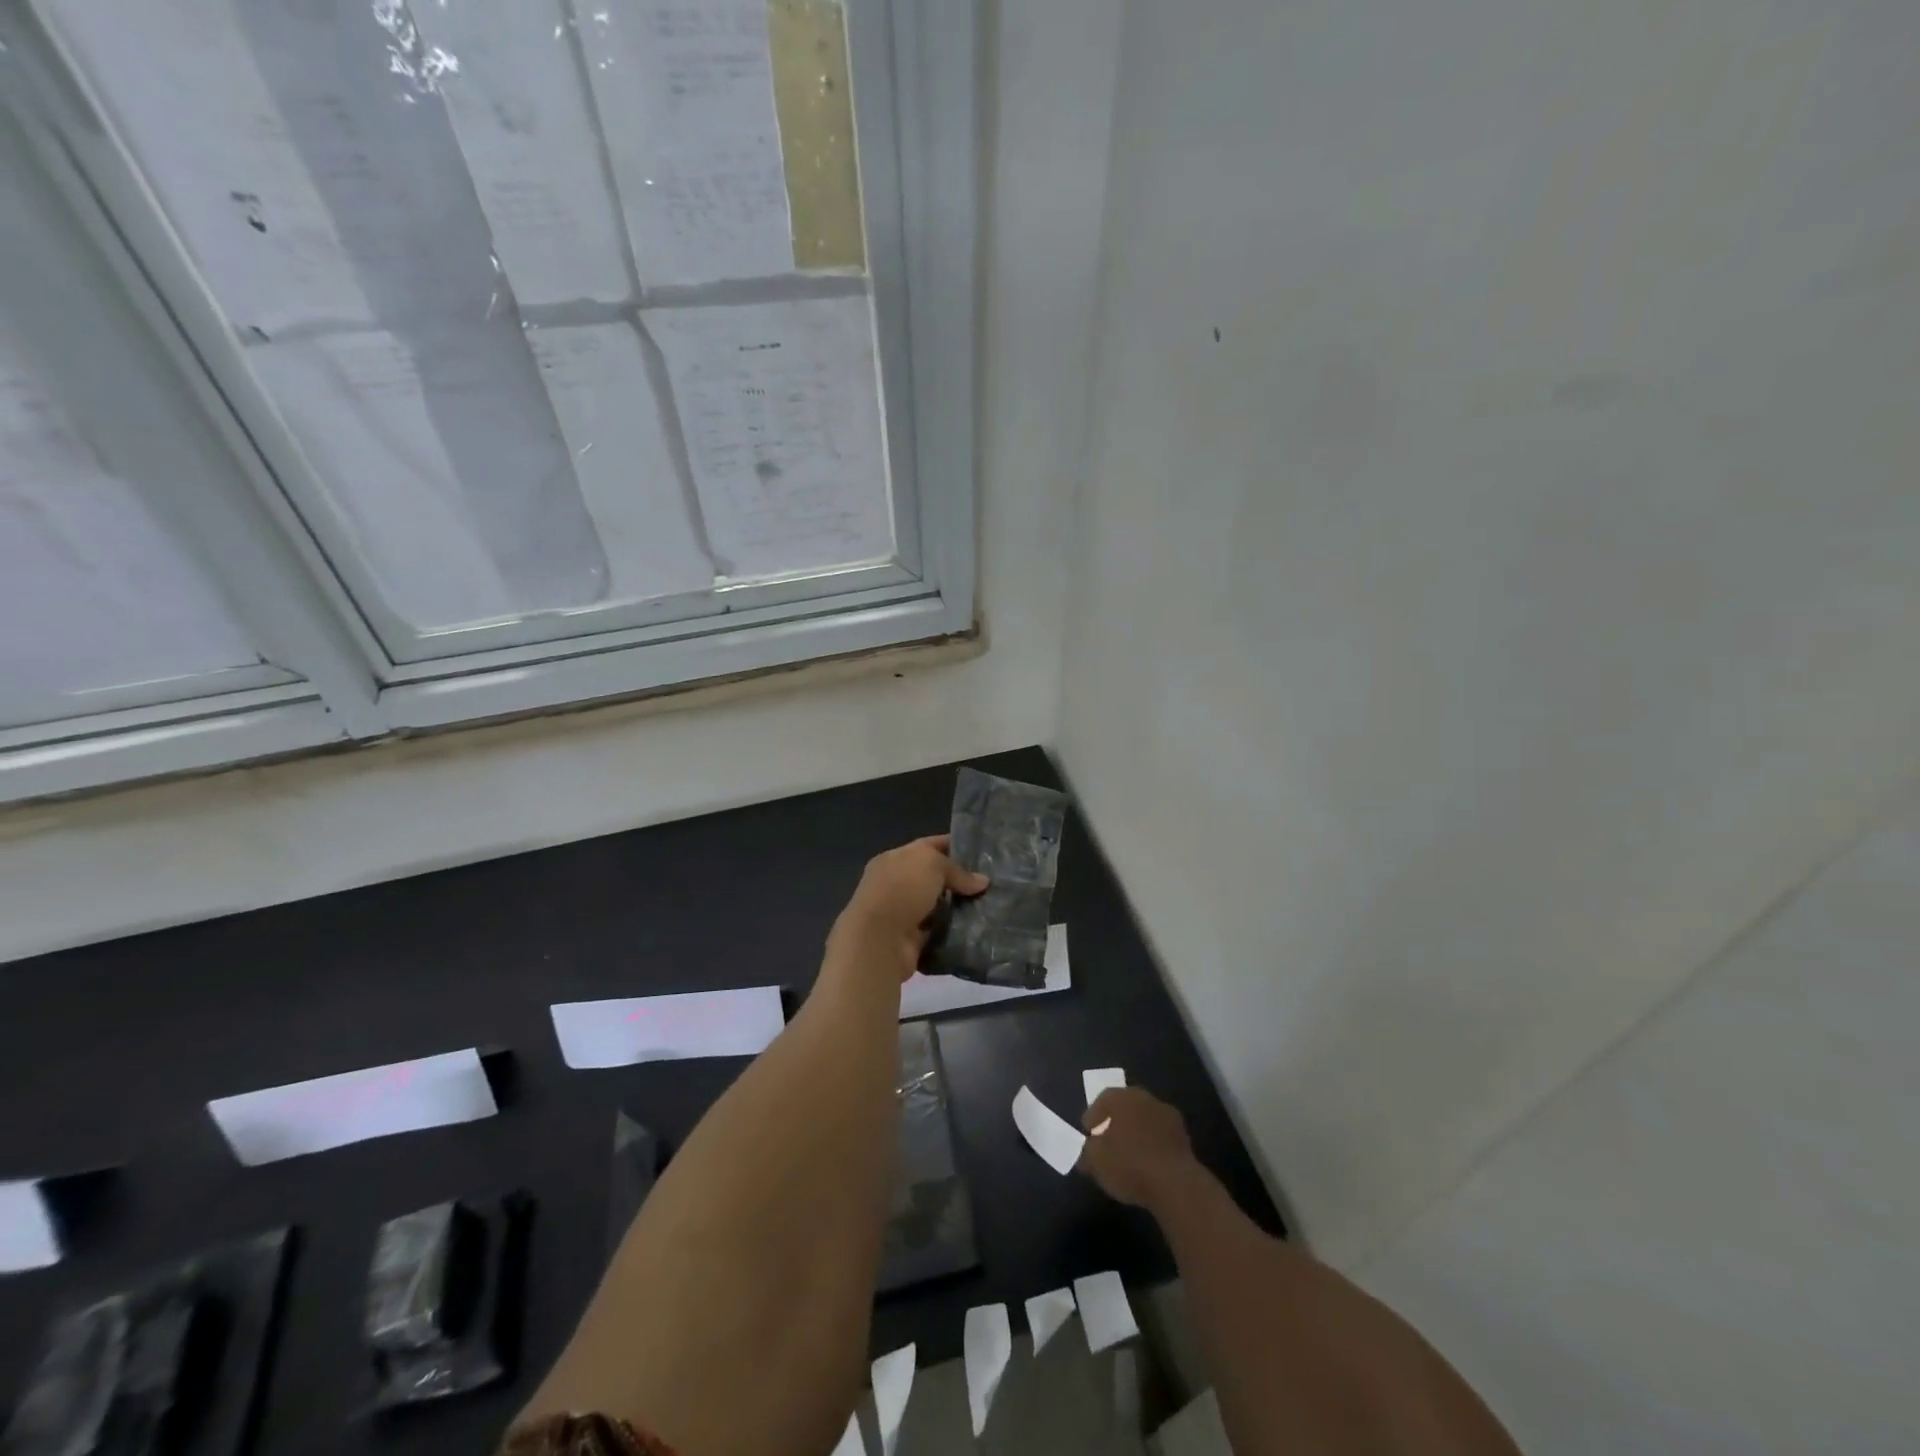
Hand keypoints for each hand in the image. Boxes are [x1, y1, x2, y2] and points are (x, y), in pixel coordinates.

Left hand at [831, 834, 987, 979]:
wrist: (879, 940)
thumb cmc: (902, 889)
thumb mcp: (932, 864)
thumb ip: (957, 870)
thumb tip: (982, 882)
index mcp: (894, 859)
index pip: (928, 846)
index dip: (954, 846)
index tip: (980, 852)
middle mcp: (896, 883)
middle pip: (934, 877)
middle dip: (959, 879)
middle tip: (990, 882)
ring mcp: (903, 912)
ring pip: (937, 904)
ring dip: (958, 906)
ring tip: (989, 904)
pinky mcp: (911, 939)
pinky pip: (938, 929)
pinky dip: (953, 929)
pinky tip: (977, 926)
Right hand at [1080, 1087, 1200, 1209]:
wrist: (1175, 1184)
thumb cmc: (1129, 1165)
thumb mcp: (1096, 1162)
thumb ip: (1087, 1153)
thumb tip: (1086, 1154)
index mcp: (1122, 1097)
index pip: (1103, 1099)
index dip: (1093, 1116)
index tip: (1088, 1134)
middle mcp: (1146, 1098)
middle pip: (1126, 1106)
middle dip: (1116, 1122)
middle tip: (1107, 1142)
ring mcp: (1168, 1116)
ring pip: (1145, 1120)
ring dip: (1136, 1133)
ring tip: (1128, 1156)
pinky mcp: (1184, 1137)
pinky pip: (1160, 1136)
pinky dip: (1152, 1145)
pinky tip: (1147, 1164)